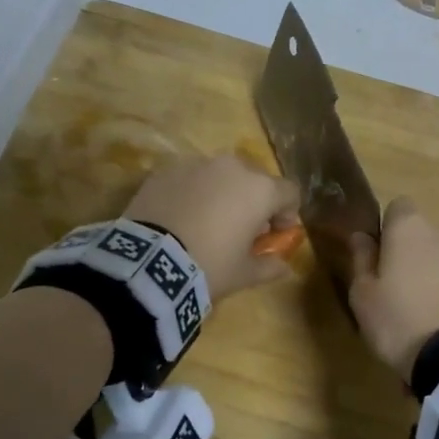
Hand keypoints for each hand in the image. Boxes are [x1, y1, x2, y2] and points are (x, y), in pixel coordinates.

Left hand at [124, 153, 299, 301]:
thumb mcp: (244, 274)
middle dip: (253, 202)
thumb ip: (269, 266)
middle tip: (242, 230)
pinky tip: (180, 218)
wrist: (149, 261)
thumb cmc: (209, 266)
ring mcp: (196, 164)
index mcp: (259, 190)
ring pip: (220, 176)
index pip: (289, 193)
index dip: (287, 214)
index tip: (276, 234)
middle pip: (254, 180)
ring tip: (207, 222)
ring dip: (222, 194)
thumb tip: (284, 267)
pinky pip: (189, 179)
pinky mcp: (165, 170)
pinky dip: (192, 193)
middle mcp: (232, 167)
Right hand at [348, 197, 438, 376]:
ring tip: (437, 318)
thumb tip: (361, 236)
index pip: (399, 207)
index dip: (390, 230)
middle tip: (409, 294)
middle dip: (421, 256)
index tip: (383, 260)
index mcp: (410, 229)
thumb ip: (361, 260)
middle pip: (430, 236)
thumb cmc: (400, 321)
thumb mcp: (363, 297)